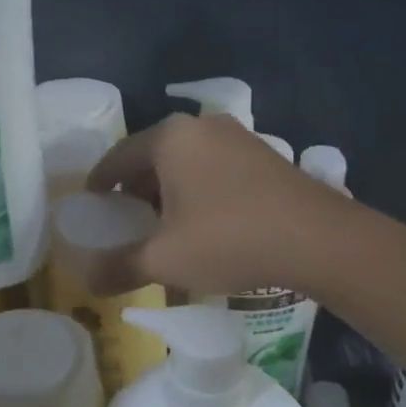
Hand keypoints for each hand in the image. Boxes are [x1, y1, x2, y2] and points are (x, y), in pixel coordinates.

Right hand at [87, 114, 349, 295]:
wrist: (318, 239)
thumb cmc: (229, 239)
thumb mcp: (165, 258)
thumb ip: (120, 266)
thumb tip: (87, 280)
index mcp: (170, 138)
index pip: (118, 157)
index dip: (100, 183)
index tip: (92, 204)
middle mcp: (201, 126)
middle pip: (152, 156)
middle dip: (135, 188)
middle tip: (126, 220)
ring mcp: (237, 137)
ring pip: (186, 162)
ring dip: (168, 190)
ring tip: (164, 225)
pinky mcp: (264, 155)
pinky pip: (214, 167)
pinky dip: (198, 189)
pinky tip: (205, 222)